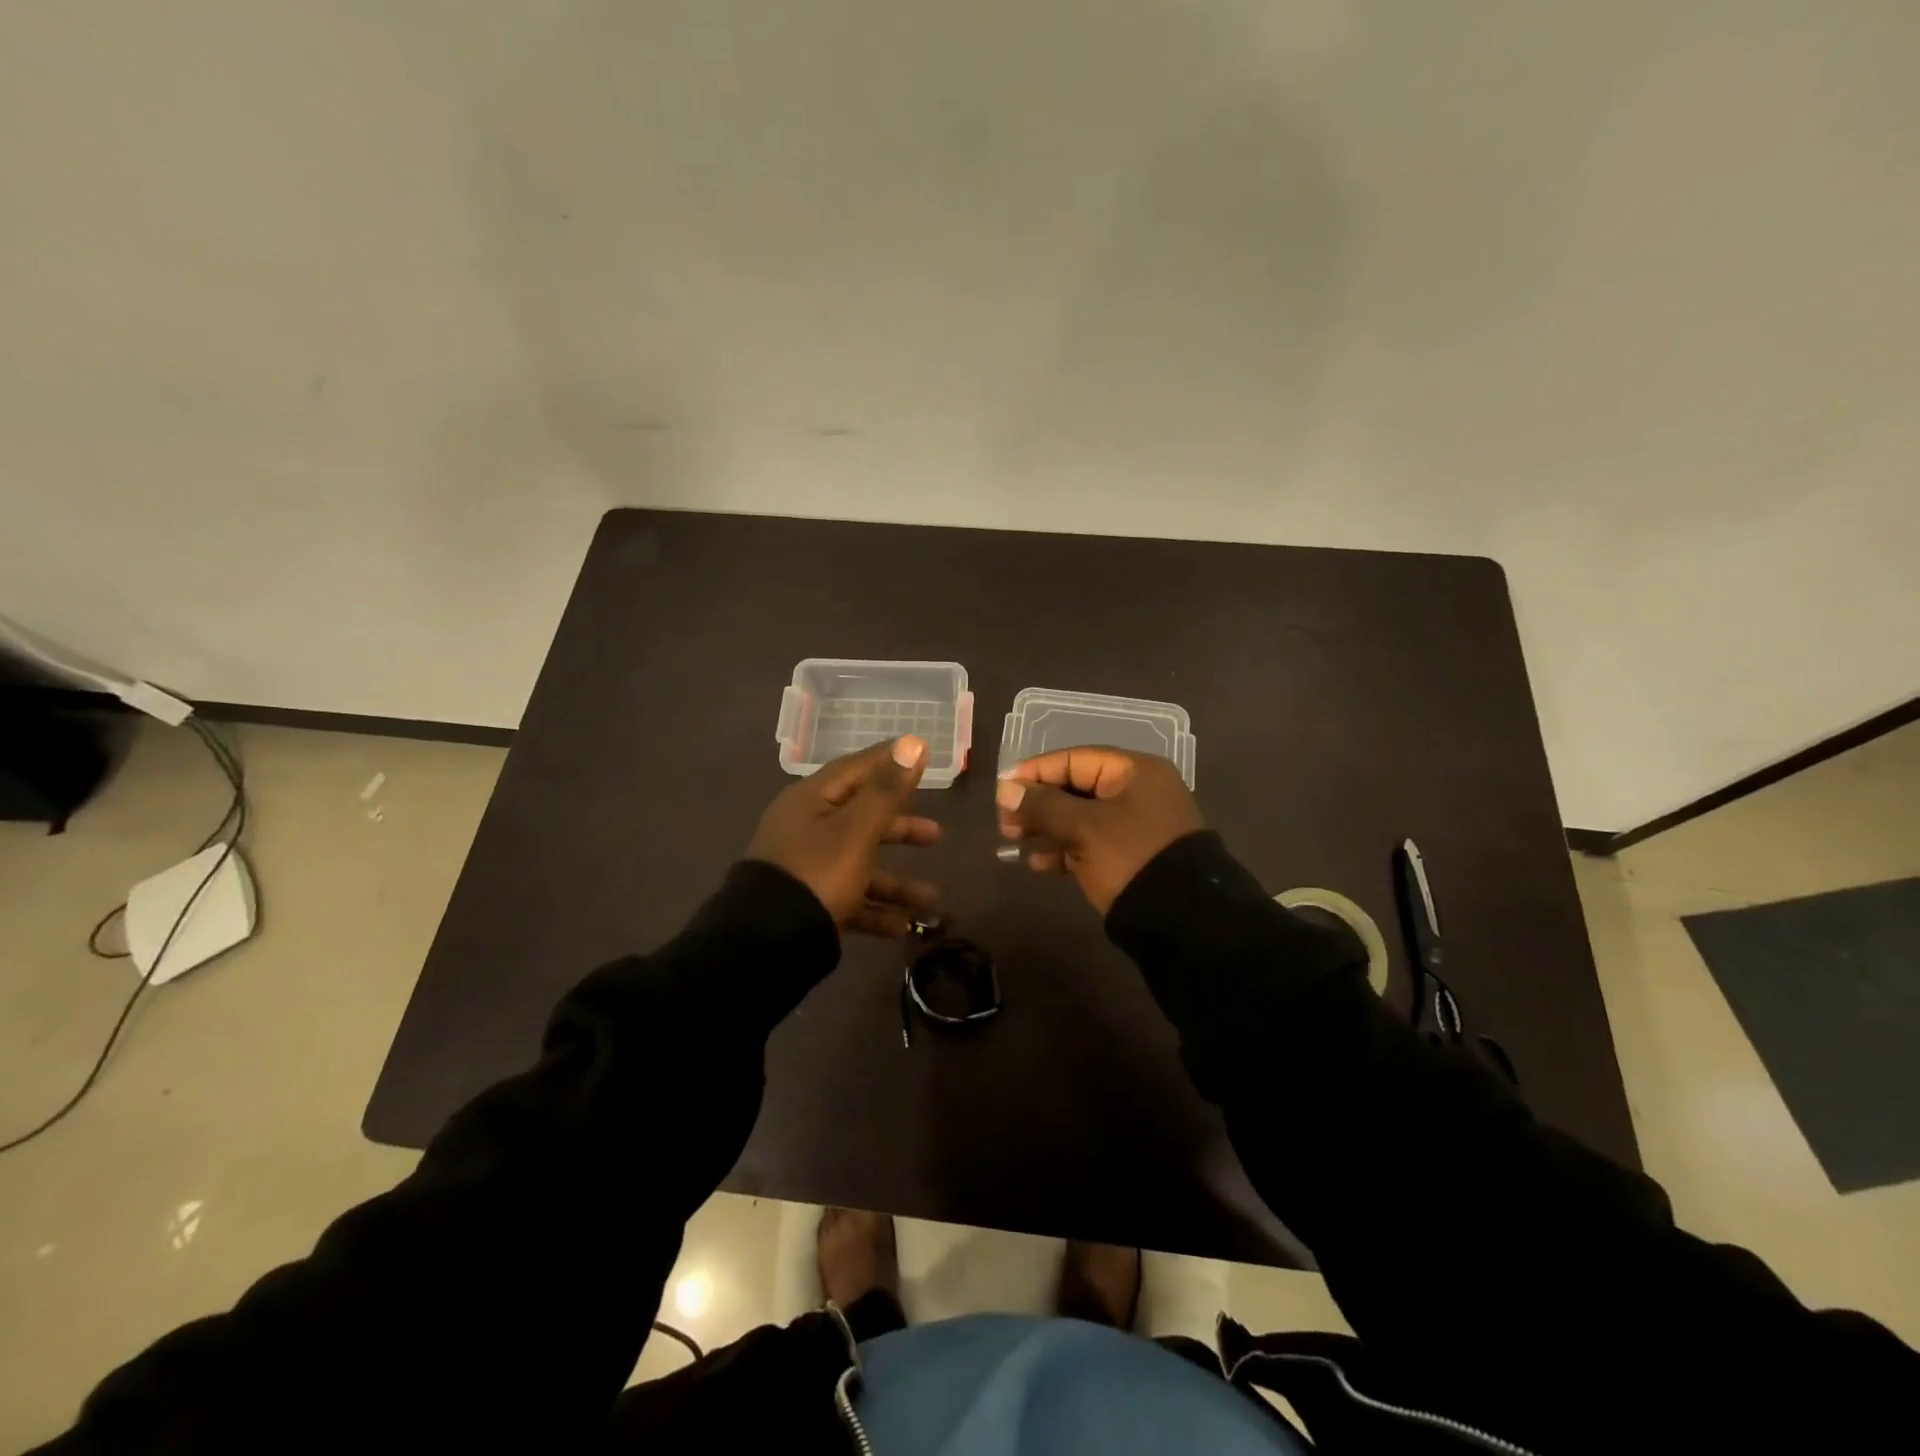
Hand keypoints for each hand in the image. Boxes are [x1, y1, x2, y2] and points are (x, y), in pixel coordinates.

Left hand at [747, 736, 941, 936]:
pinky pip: (849, 900)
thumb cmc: (818, 872)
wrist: (768, 941)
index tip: (920, 754)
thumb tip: (912, 743)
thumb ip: (887, 790)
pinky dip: (875, 911)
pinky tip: (902, 927)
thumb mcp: (857, 829)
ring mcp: (806, 869)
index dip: (888, 761)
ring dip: (896, 884)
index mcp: (811, 802)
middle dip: (901, 829)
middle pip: (862, 820)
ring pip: (860, 867)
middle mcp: (806, 830)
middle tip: (937, 835)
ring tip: (931, 902)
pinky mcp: (808, 904)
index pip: (856, 769)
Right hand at [995, 747, 1202, 913]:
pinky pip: (1088, 843)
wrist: (1182, 920)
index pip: (1073, 759)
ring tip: (1011, 840)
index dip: (1034, 773)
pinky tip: (1035, 863)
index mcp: (1133, 772)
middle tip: (1004, 822)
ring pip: (1079, 817)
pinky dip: (1062, 849)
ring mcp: (1134, 825)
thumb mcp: (1084, 828)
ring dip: (1045, 827)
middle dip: (1036, 803)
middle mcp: (1135, 792)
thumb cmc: (1130, 858)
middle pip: (1074, 787)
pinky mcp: (1129, 855)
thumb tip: (1005, 789)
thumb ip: (1042, 806)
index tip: (1002, 791)